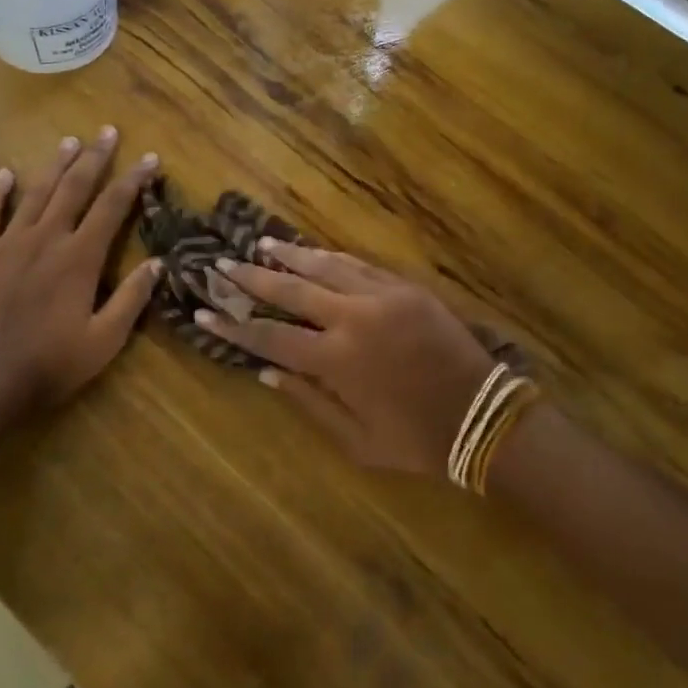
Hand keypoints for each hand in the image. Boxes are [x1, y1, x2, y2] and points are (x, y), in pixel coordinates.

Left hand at [0, 128, 160, 416]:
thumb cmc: (49, 365)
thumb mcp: (104, 340)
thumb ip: (132, 299)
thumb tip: (158, 263)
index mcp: (80, 258)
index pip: (113, 206)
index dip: (133, 179)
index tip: (149, 157)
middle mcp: (47, 239)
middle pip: (74, 188)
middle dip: (94, 158)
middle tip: (107, 131)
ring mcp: (9, 244)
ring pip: (36, 193)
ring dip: (54, 166)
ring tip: (69, 141)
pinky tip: (4, 173)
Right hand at [197, 244, 497, 474]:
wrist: (483, 414)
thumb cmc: (417, 439)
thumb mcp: (357, 442)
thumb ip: (309, 404)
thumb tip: (266, 374)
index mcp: (337, 362)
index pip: (271, 339)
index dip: (234, 326)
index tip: (203, 312)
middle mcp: (352, 320)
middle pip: (291, 292)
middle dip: (252, 279)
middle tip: (222, 265)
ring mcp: (381, 297)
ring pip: (324, 268)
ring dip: (290, 257)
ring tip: (261, 245)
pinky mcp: (405, 287)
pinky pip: (359, 265)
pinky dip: (331, 258)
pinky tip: (312, 252)